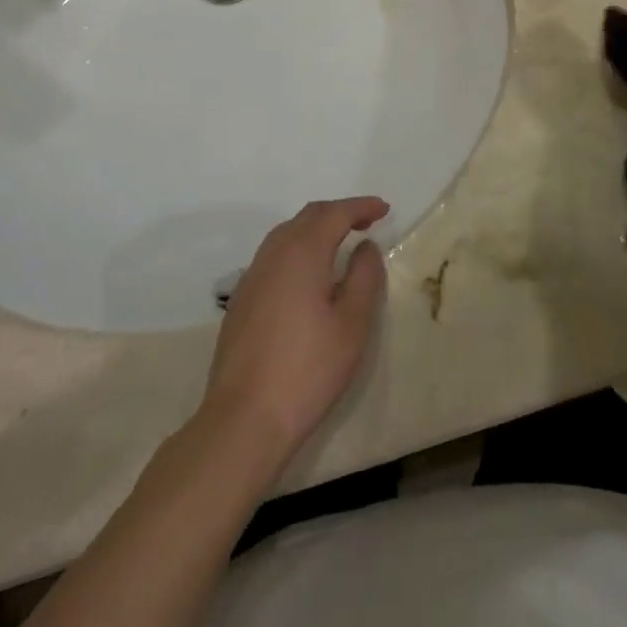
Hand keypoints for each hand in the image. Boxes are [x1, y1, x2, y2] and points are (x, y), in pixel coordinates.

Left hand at [203, 198, 388, 458]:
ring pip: (288, 233)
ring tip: (341, 242)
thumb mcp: (352, 324)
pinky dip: (298, 248)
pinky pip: (274, 255)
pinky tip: (309, 274)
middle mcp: (274, 253)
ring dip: (316, 228)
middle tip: (367, 222)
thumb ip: (364, 276)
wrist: (244, 419)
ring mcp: (253, 276)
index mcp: (303, 251)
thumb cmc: (308, 370)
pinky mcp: (242, 299)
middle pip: (309, 216)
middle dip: (339, 212)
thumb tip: (365, 247)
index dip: (362, 207)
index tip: (384, 209)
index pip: (336, 213)